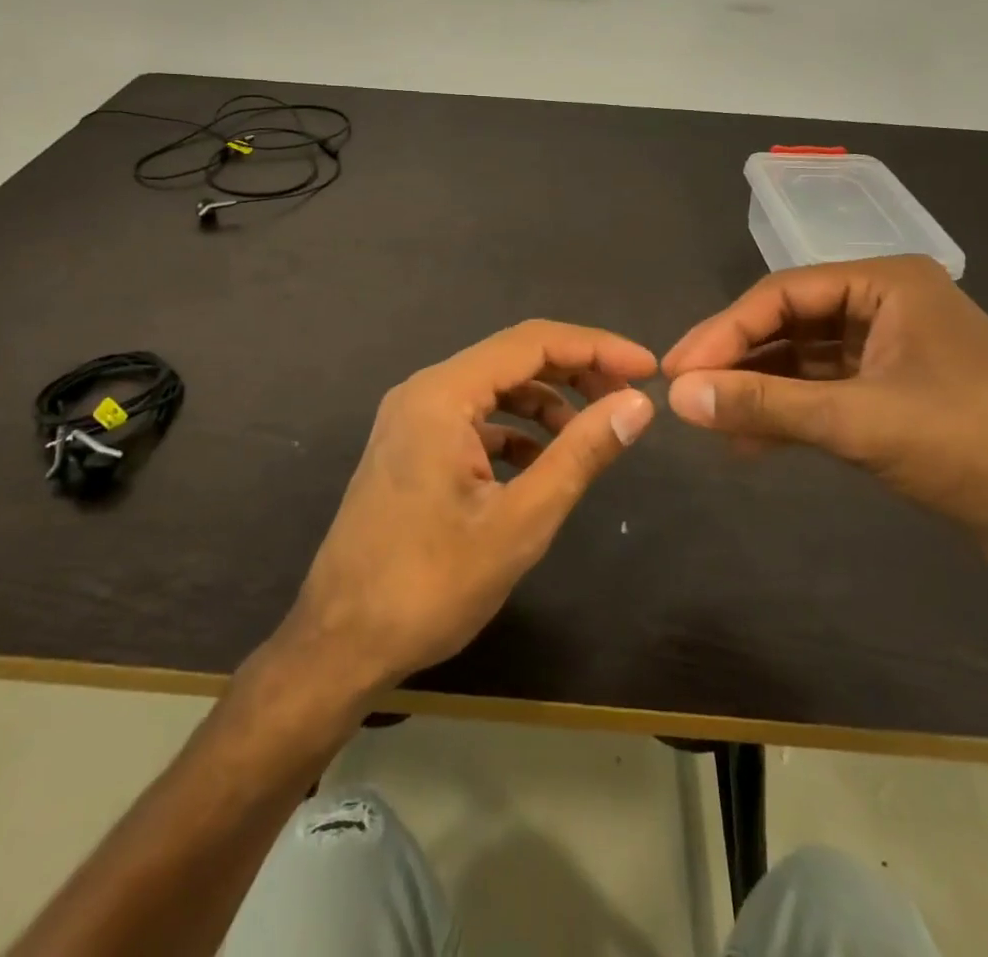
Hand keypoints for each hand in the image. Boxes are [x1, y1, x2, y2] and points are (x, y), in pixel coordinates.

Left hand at [282, 320, 656, 697]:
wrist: (340, 644)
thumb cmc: (430, 585)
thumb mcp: (519, 521)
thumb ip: (580, 454)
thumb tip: (636, 404)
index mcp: (442, 395)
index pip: (532, 343)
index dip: (596, 347)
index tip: (647, 369)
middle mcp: (423, 391)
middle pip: (512, 357)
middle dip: (575, 370)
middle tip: (628, 396)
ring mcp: (411, 418)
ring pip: (493, 387)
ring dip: (545, 401)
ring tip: (591, 432)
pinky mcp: (410, 446)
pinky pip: (473, 418)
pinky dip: (514, 429)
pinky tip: (541, 463)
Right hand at [662, 256, 987, 576]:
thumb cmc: (977, 446)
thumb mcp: (860, 421)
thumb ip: (764, 405)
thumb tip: (677, 398)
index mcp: (885, 284)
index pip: (780, 295)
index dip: (722, 332)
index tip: (675, 372)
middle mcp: (885, 307)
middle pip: (789, 325)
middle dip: (736, 361)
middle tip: (682, 395)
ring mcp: (891, 353)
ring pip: (803, 362)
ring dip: (758, 391)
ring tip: (709, 422)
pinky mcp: (896, 398)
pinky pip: (824, 394)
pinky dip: (788, 415)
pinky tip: (749, 444)